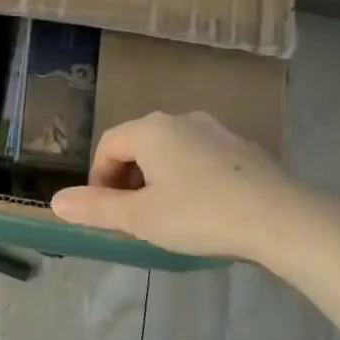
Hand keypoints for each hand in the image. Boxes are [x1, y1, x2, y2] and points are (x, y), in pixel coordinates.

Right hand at [50, 111, 312, 261]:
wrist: (282, 220)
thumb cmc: (200, 215)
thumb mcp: (139, 217)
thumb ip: (95, 208)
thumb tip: (56, 201)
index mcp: (151, 130)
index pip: (108, 145)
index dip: (99, 178)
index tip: (107, 211)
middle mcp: (182, 120)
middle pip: (139, 144)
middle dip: (128, 178)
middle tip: (133, 215)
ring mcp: (217, 131)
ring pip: (171, 150)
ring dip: (158, 178)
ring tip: (166, 214)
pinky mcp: (244, 148)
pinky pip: (201, 157)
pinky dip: (189, 177)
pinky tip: (204, 208)